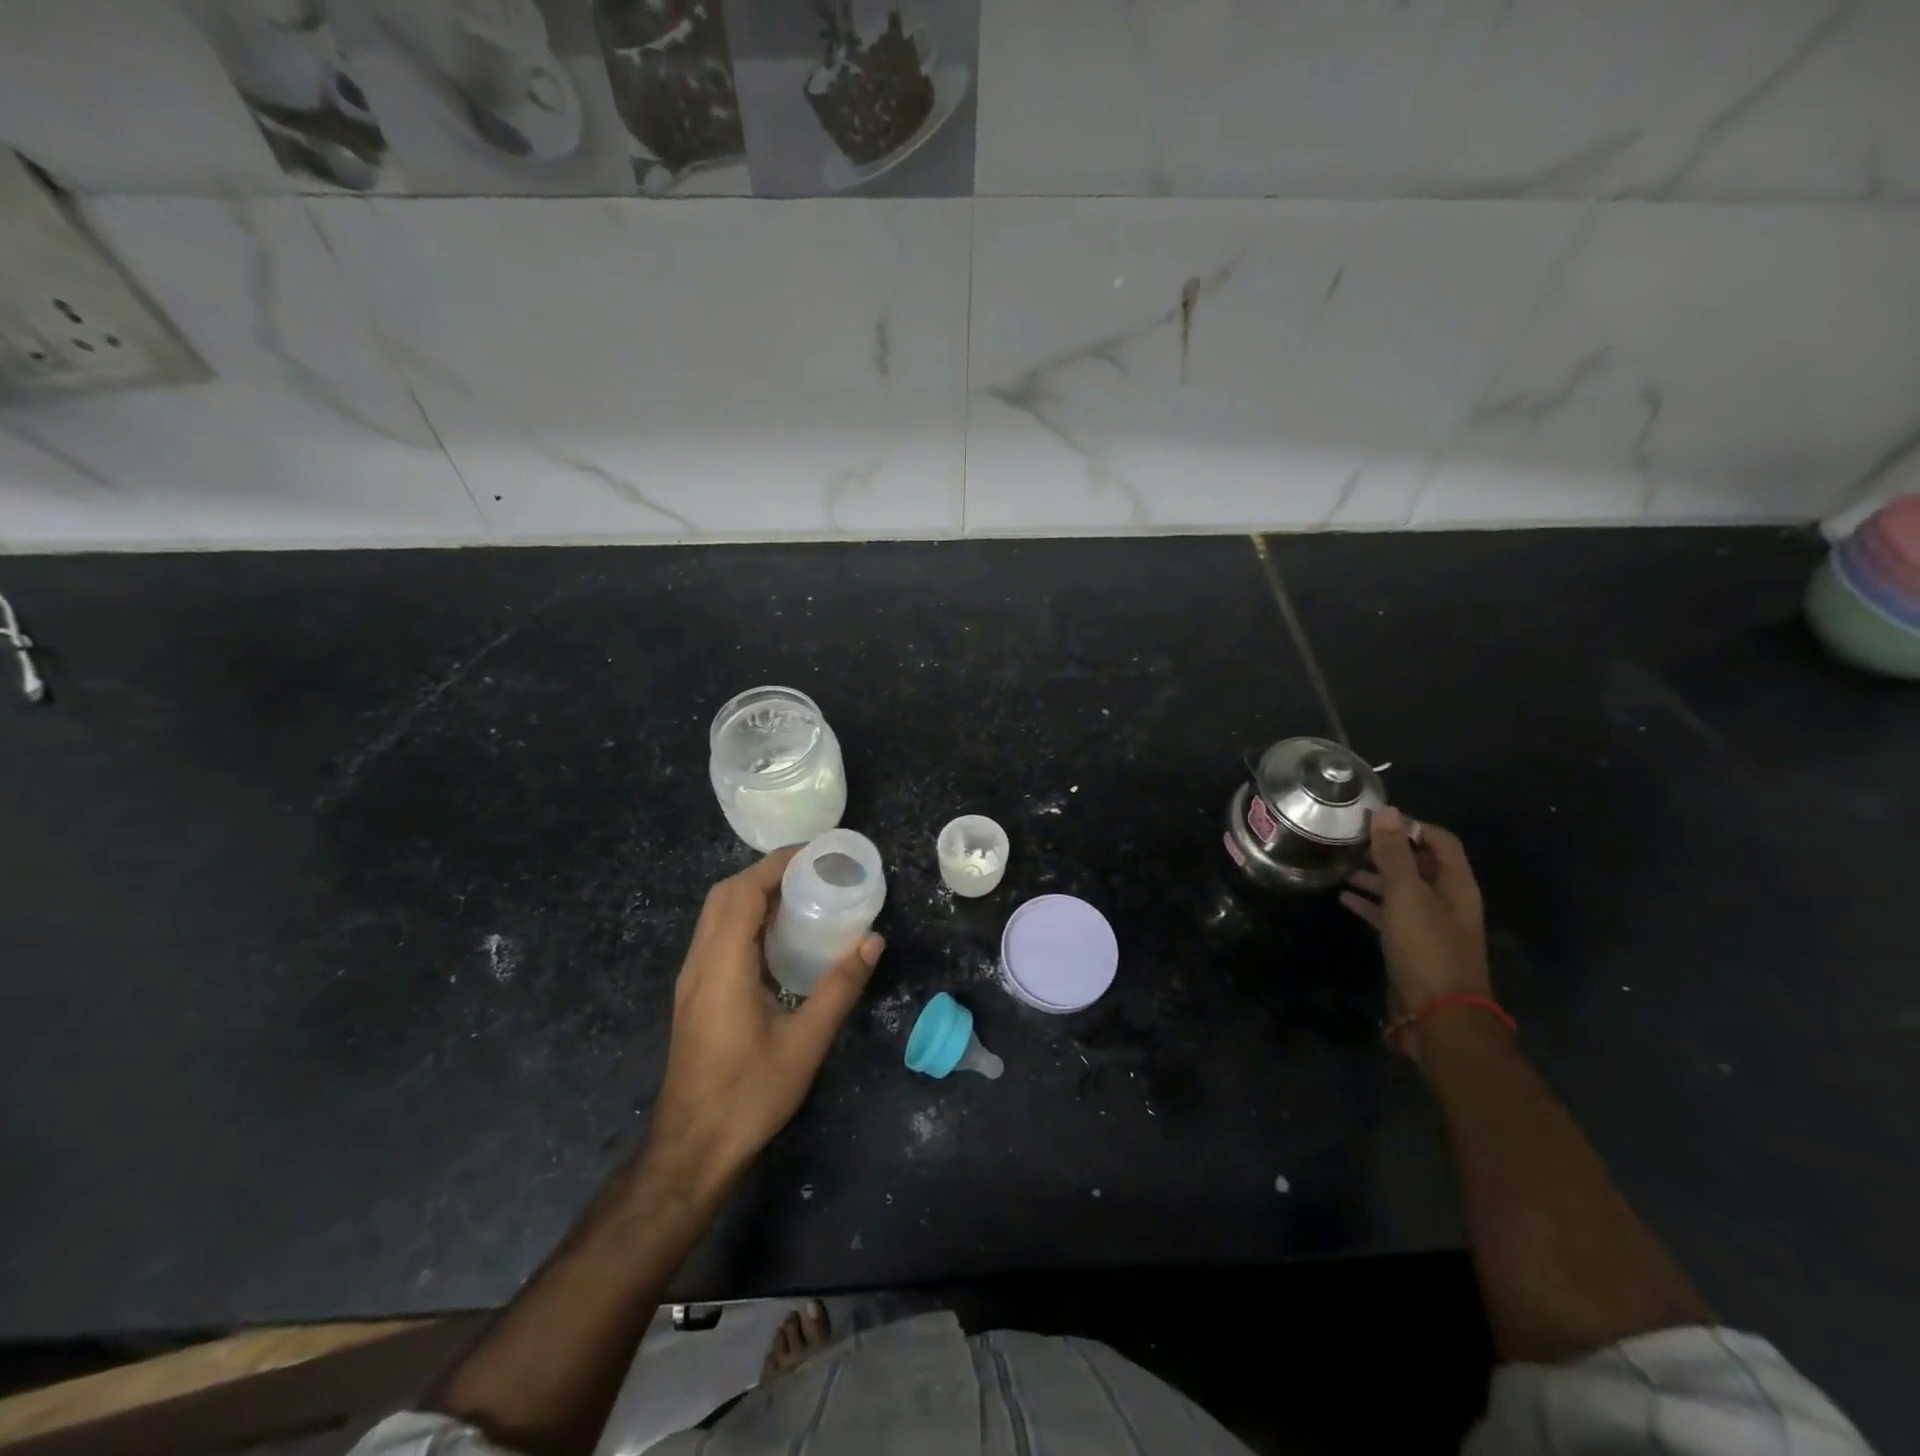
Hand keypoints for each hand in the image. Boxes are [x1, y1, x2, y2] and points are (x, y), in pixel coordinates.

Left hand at [642, 849, 883, 1189]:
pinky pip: (715, 936)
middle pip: (724, 896)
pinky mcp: (693, 994)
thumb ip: (840, 986)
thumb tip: (874, 940)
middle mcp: (699, 963)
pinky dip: (744, 918)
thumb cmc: (750, 1094)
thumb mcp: (806, 1041)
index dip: (776, 865)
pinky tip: (776, 937)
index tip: (816, 856)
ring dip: (753, 894)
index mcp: (723, 966)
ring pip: (715, 915)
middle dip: (766, 874)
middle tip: (813, 874)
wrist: (692, 1148)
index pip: (742, 893)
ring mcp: (691, 979)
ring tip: (800, 896)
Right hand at [1341, 807, 1488, 1058]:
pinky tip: (1343, 898)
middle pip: (1419, 864)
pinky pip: (1389, 914)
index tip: (1371, 819)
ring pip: (1401, 889)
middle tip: (1349, 839)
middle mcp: (1447, 901)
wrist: (1437, 1016)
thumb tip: (1386, 811)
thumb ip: (1394, 854)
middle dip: (1387, 849)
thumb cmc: (1426, 948)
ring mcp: (1430, 926)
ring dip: (1374, 875)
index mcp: (1456, 885)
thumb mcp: (1407, 895)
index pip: (1440, 840)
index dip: (1410, 825)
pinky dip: (1368, 903)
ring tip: (1340, 865)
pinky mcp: (1411, 946)